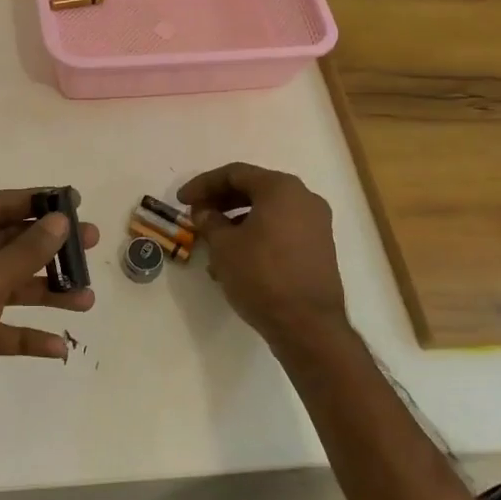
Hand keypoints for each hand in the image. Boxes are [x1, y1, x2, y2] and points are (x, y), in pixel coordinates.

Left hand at [0, 189, 98, 468]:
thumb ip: (25, 251)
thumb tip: (59, 220)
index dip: (34, 201)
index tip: (74, 202)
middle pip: (5, 245)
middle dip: (47, 248)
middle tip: (91, 245)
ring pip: (7, 287)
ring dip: (45, 292)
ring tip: (86, 299)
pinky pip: (0, 327)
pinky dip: (27, 333)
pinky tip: (58, 346)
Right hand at [179, 163, 348, 351]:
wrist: (308, 325)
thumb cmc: (261, 275)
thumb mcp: (224, 246)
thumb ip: (210, 221)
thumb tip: (204, 212)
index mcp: (281, 188)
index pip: (235, 174)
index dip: (203, 184)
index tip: (181, 200)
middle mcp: (303, 198)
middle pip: (254, 190)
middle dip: (221, 202)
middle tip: (195, 216)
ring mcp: (316, 224)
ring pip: (267, 212)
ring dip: (236, 222)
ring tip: (211, 244)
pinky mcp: (319, 248)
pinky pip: (281, 230)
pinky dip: (256, 236)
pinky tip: (236, 260)